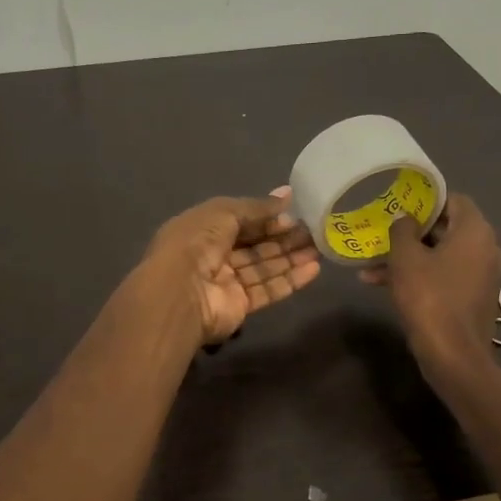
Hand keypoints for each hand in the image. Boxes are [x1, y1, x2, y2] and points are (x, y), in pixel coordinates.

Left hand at [143, 186, 321, 343]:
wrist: (180, 293)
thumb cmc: (197, 242)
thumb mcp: (224, 212)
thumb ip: (257, 206)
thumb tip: (287, 194)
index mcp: (203, 229)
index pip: (240, 220)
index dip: (267, 217)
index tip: (295, 212)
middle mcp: (213, 255)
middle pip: (255, 245)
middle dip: (283, 237)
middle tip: (314, 230)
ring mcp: (226, 282)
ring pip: (264, 267)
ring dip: (291, 257)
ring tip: (320, 247)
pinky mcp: (239, 306)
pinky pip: (267, 290)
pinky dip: (290, 280)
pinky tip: (313, 269)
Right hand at [362, 193, 500, 375]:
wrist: (453, 356)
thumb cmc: (429, 298)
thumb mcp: (405, 258)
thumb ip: (403, 230)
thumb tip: (405, 219)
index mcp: (475, 231)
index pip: (453, 199)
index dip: (426, 200)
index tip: (399, 205)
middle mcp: (485, 248)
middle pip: (446, 228)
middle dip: (411, 232)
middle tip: (382, 233)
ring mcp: (482, 275)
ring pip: (440, 255)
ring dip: (409, 257)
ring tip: (372, 266)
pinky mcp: (473, 297)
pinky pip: (444, 276)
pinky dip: (420, 276)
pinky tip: (383, 285)